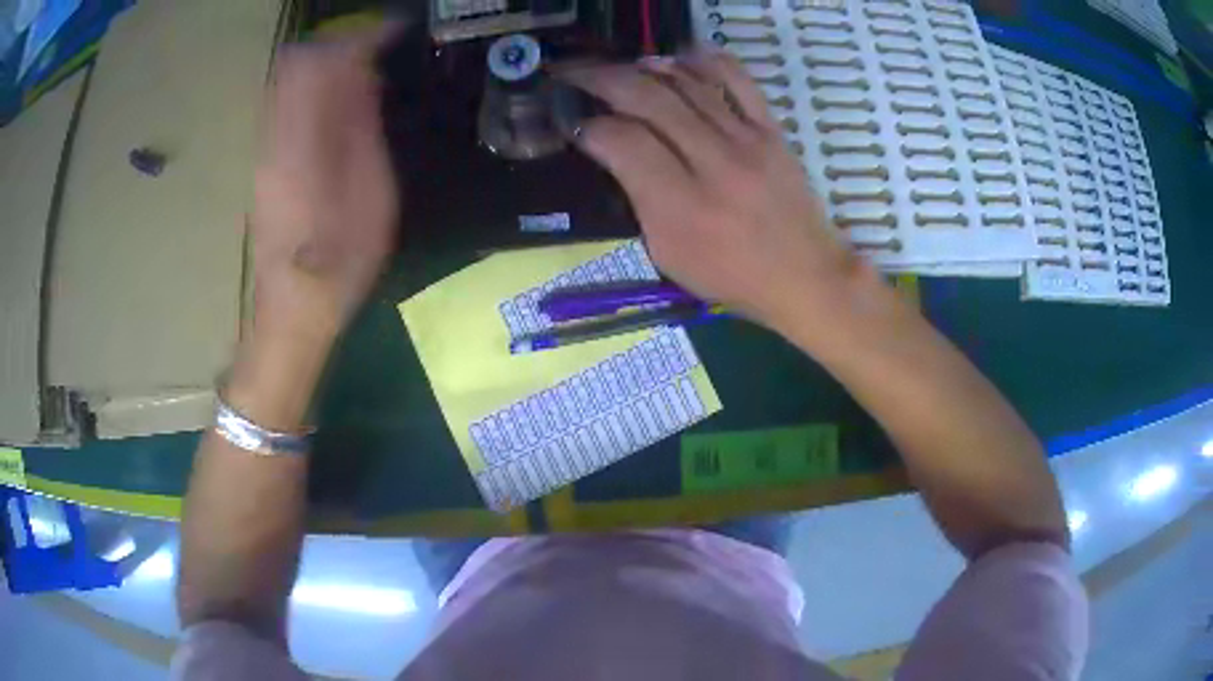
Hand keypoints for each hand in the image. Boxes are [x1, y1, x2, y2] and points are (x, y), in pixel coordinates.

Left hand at [252, 26, 399, 344]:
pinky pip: (286, 104)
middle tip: (380, 52)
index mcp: (301, 141)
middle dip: (340, 45)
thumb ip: (363, 127)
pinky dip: (315, 89)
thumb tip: (365, 75)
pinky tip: (340, 107)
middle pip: (297, 63)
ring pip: (288, 81)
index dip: (360, 38)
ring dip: (327, 65)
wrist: (293, 310)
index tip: (395, 32)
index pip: (322, 63)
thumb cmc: (340, 262)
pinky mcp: (265, 161)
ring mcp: (265, 148)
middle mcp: (274, 135)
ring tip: (366, 75)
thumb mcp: (371, 194)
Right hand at [561, 51, 866, 334]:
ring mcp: (748, 141)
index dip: (589, 125)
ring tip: (620, 67)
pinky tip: (679, 56)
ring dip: (645, 68)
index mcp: (681, 207)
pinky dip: (705, 60)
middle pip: (650, 100)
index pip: (624, 142)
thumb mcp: (668, 255)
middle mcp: (714, 164)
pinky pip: (737, 80)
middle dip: (602, 79)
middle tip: (577, 74)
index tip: (574, 122)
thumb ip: (639, 199)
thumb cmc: (730, 275)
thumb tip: (614, 149)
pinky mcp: (772, 130)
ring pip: (687, 84)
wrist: (804, 275)